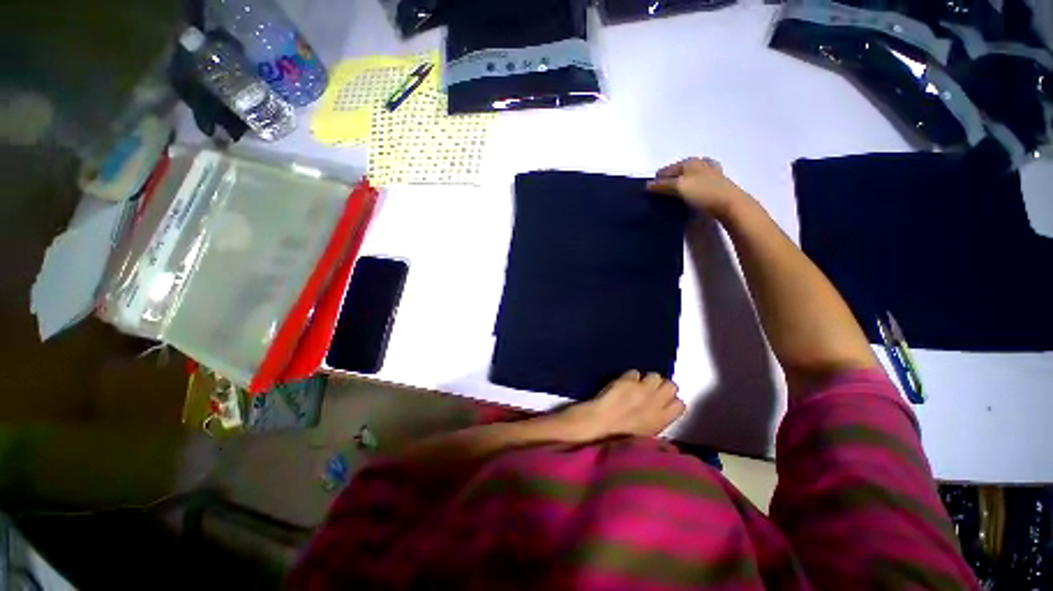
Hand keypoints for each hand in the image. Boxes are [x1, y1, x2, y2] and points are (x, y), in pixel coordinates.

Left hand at [553, 371, 685, 441]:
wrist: (599, 424)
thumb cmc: (620, 435)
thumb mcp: (646, 434)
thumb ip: (657, 419)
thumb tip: (662, 409)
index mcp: (662, 420)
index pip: (680, 404)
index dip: (671, 401)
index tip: (663, 401)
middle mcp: (656, 402)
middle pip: (671, 385)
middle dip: (662, 386)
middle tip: (650, 391)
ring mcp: (642, 388)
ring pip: (655, 375)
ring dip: (647, 379)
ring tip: (637, 385)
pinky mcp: (627, 380)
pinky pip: (635, 372)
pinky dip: (630, 377)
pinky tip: (623, 383)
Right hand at [646, 157, 748, 218]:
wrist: (729, 203)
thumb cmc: (702, 193)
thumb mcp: (678, 187)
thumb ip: (662, 185)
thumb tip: (647, 185)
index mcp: (689, 161)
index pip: (666, 170)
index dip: (657, 180)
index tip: (650, 193)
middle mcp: (700, 163)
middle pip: (677, 172)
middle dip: (668, 181)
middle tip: (661, 196)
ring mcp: (710, 172)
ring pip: (688, 177)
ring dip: (679, 185)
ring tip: (674, 197)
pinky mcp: (716, 183)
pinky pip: (697, 184)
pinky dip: (691, 189)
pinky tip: (689, 196)